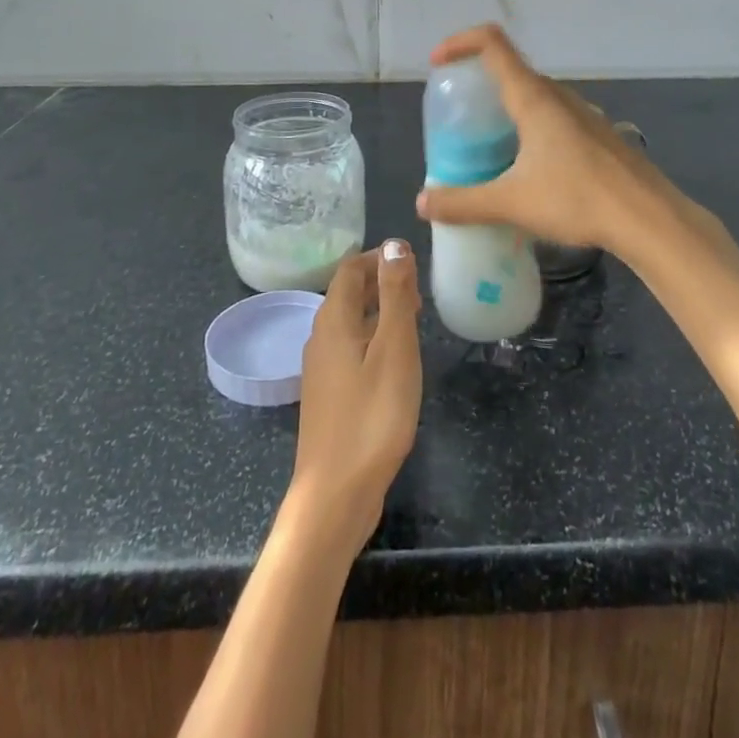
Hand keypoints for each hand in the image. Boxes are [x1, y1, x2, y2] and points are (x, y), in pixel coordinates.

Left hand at [289, 242, 422, 551]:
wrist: (335, 494)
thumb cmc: (372, 416)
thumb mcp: (394, 348)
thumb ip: (394, 294)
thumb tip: (394, 244)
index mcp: (333, 320)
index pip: (350, 269)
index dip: (379, 257)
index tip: (412, 259)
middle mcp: (320, 338)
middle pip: (347, 294)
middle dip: (381, 282)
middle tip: (418, 289)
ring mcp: (320, 370)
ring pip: (349, 323)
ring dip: (378, 311)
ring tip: (413, 318)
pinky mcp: (328, 396)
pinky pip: (349, 348)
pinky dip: (372, 338)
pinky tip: (394, 360)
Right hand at [414, 25, 688, 258]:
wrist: (649, 218)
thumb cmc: (577, 199)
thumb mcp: (511, 203)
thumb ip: (463, 203)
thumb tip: (422, 203)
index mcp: (533, 98)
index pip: (492, 43)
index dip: (460, 42)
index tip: (438, 64)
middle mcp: (558, 96)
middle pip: (513, 71)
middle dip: (480, 86)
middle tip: (460, 120)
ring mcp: (583, 114)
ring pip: (536, 98)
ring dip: (508, 111)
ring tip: (490, 148)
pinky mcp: (599, 135)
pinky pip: (555, 118)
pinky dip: (532, 129)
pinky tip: (531, 170)